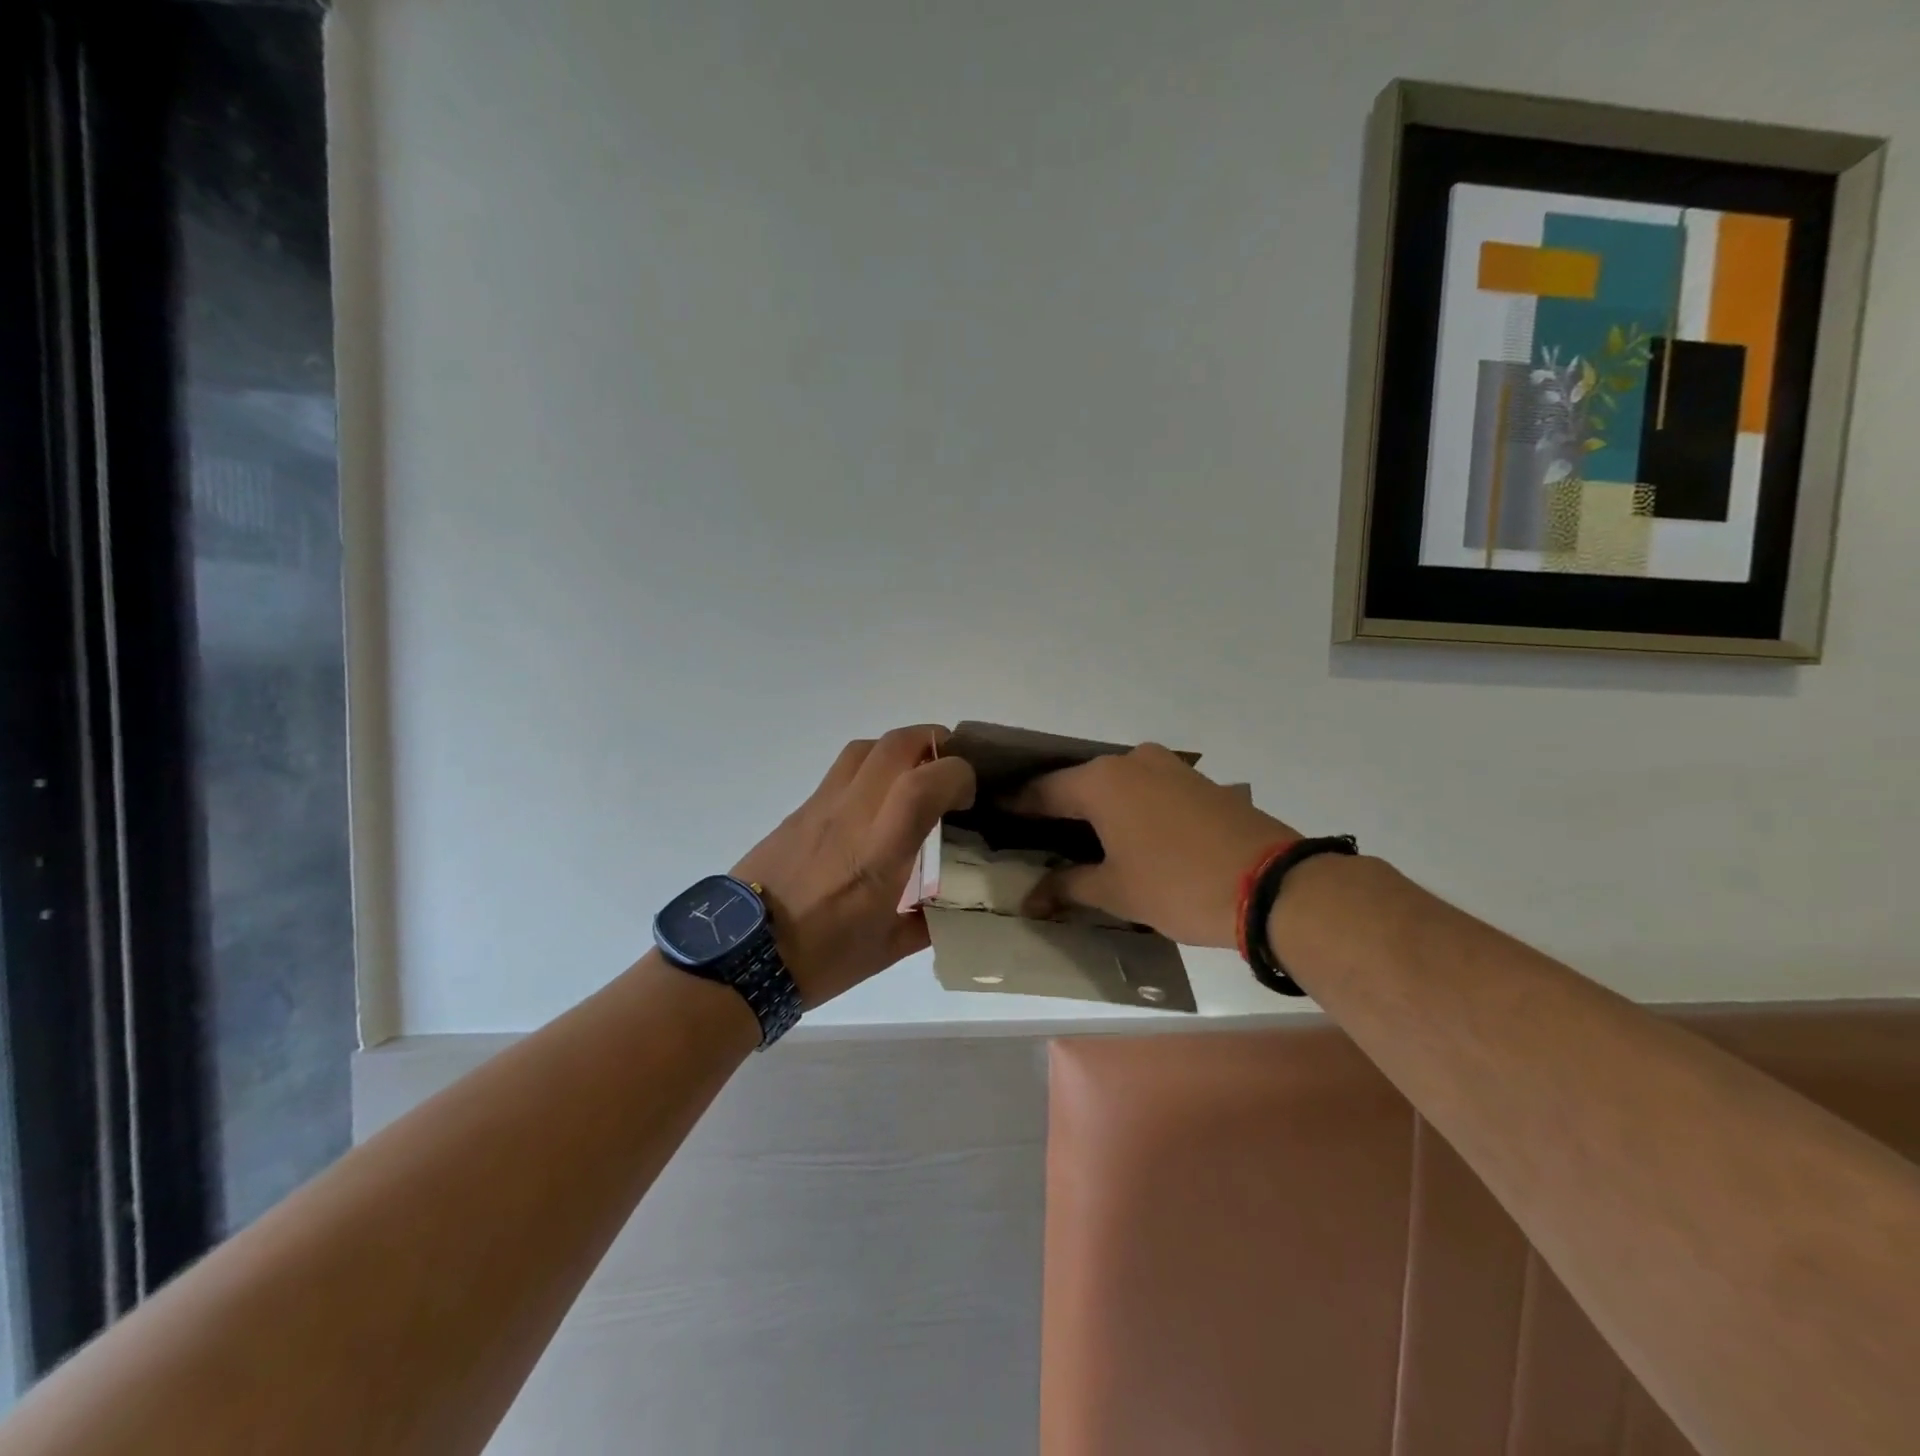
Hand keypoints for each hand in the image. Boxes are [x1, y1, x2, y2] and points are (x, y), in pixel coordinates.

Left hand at [733, 726, 975, 1007]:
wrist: (740, 957)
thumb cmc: (820, 959)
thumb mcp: (887, 948)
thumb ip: (929, 921)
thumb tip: (952, 907)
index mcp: (878, 853)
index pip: (923, 784)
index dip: (958, 774)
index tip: (970, 796)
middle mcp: (850, 816)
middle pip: (895, 745)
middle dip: (934, 742)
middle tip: (951, 765)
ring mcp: (820, 807)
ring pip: (864, 748)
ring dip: (899, 750)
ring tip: (915, 776)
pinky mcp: (799, 811)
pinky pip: (841, 772)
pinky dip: (870, 770)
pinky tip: (876, 804)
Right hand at [1011, 743, 1295, 948]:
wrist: (1274, 885)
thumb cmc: (1178, 885)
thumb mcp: (1117, 891)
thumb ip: (1068, 887)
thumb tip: (1032, 898)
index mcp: (1101, 781)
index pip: (1043, 790)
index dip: (1016, 805)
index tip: (994, 814)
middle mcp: (1131, 761)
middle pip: (1079, 782)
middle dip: (1056, 807)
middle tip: (1034, 834)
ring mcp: (1169, 768)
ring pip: (1115, 784)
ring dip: (1094, 808)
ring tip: (1077, 839)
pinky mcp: (1197, 782)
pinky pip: (1145, 789)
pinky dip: (1127, 808)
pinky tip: (1123, 835)